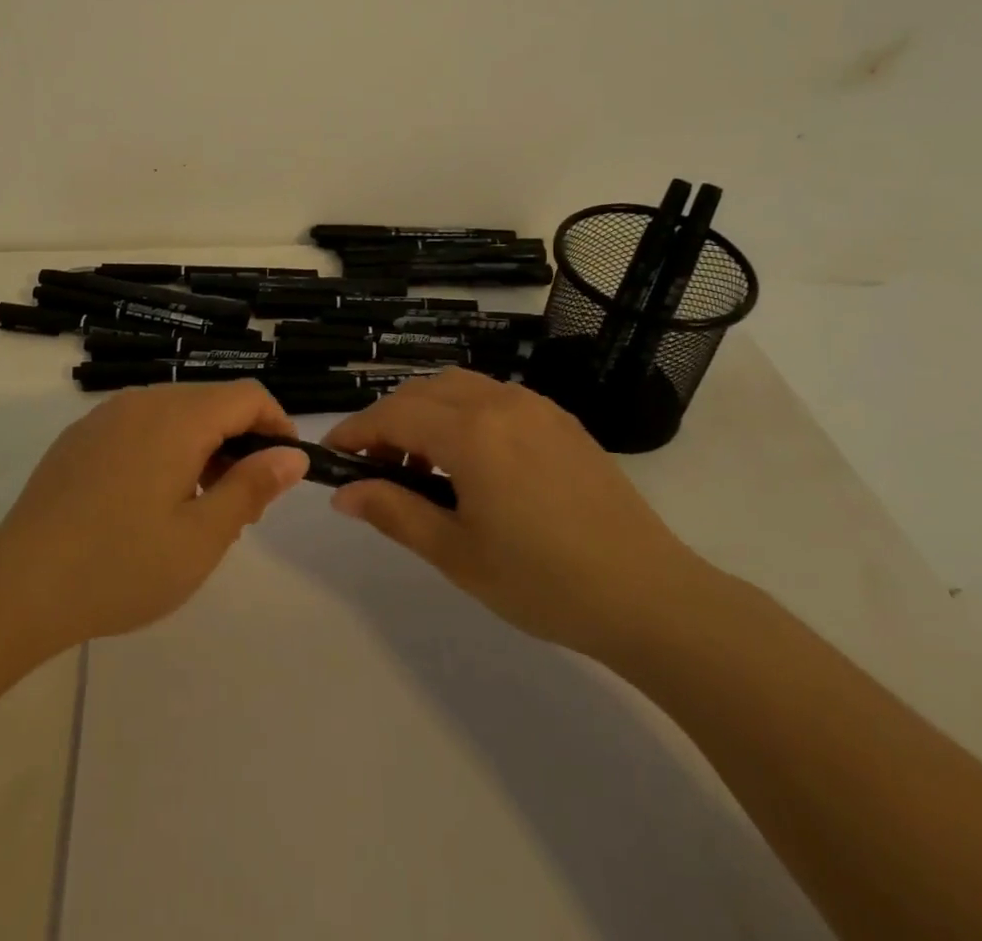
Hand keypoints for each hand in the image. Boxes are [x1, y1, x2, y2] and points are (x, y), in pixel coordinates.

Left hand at [0, 382, 307, 652]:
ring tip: (197, 510)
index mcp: (178, 418)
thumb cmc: (121, 565)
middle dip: (239, 443)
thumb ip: (252, 487)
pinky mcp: (80, 437)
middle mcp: (142, 402)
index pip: (247, 396)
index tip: (284, 470)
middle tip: (242, 507)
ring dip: (202, 448)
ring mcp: (105, 416)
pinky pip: (139, 427)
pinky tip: (148, 503)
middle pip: (211, 403)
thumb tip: (292, 455)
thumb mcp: (202, 537)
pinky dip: (164, 450)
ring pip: (175, 414)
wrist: (18, 586)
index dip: (277, 425)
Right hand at [326, 369, 709, 660]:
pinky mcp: (560, 420)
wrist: (648, 595)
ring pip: (458, 387)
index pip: (393, 415)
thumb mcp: (456, 553)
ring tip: (424, 466)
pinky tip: (473, 461)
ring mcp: (535, 406)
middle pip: (423, 392)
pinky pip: (494, 397)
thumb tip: (344, 493)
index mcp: (471, 432)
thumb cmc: (542, 581)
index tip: (333, 455)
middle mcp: (500, 402)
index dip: (356, 431)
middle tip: (376, 468)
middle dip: (388, 421)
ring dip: (427, 413)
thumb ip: (394, 512)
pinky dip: (464, 414)